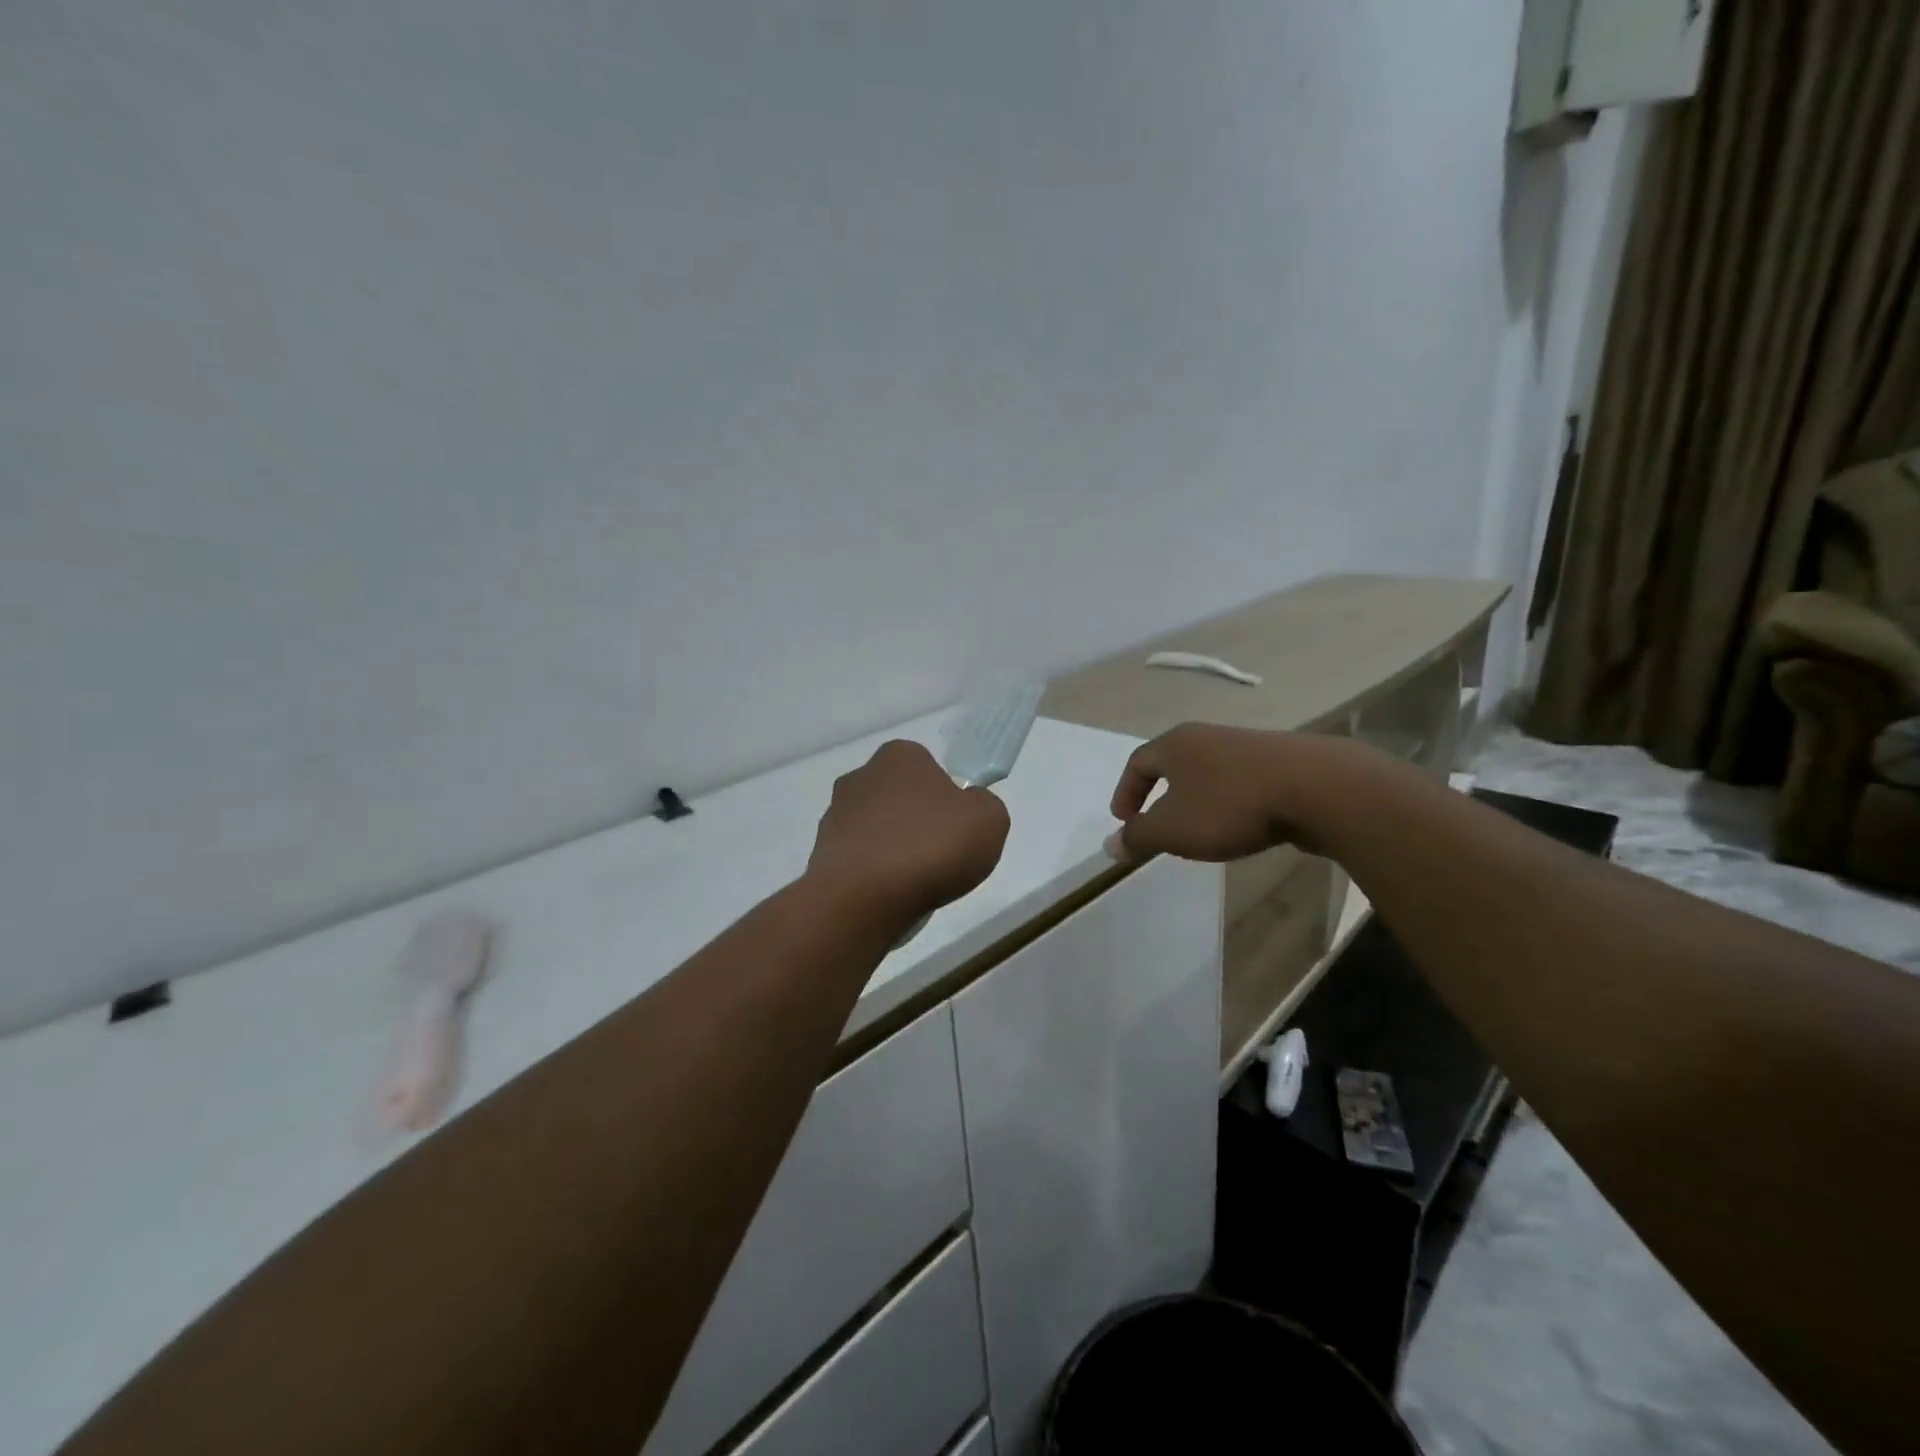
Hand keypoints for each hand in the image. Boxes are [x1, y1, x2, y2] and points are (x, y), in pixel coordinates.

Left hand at [807, 740, 1010, 925]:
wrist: (863, 899)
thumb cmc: (931, 847)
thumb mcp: (989, 819)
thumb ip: (984, 804)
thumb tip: (966, 807)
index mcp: (899, 755)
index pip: (929, 768)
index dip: (947, 798)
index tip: (956, 828)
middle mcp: (861, 776)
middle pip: (901, 798)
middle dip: (917, 822)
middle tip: (938, 856)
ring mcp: (835, 814)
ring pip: (878, 829)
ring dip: (893, 849)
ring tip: (912, 883)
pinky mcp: (821, 852)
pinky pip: (859, 859)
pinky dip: (873, 874)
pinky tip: (887, 895)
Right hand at [1107, 723, 1347, 862]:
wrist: (1317, 788)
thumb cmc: (1230, 806)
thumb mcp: (1173, 829)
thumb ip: (1139, 837)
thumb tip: (1111, 845)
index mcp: (1176, 744)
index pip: (1138, 762)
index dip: (1126, 792)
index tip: (1124, 821)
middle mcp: (1208, 736)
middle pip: (1173, 762)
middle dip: (1160, 793)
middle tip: (1157, 823)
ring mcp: (1246, 746)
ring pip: (1208, 771)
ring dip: (1196, 798)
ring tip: (1199, 828)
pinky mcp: (1281, 761)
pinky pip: (1240, 780)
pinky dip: (1229, 801)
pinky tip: (1241, 823)